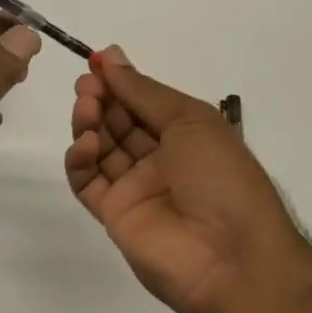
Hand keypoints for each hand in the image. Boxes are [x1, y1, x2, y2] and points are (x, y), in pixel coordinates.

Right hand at [66, 47, 301, 312]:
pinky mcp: (113, 214)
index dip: (120, 81)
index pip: (143, 101)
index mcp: (186, 135)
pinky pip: (87, 181)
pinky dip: (80, 160)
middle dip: (101, 98)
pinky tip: (86, 145)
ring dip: (89, 122)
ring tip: (86, 108)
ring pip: (100, 147)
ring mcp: (135, 188)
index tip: (95, 62)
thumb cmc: (221, 176)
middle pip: (118, 121)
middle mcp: (160, 159)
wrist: (231, 256)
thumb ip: (143, 90)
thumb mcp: (190, 120)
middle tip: (87, 85)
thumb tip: (109, 55)